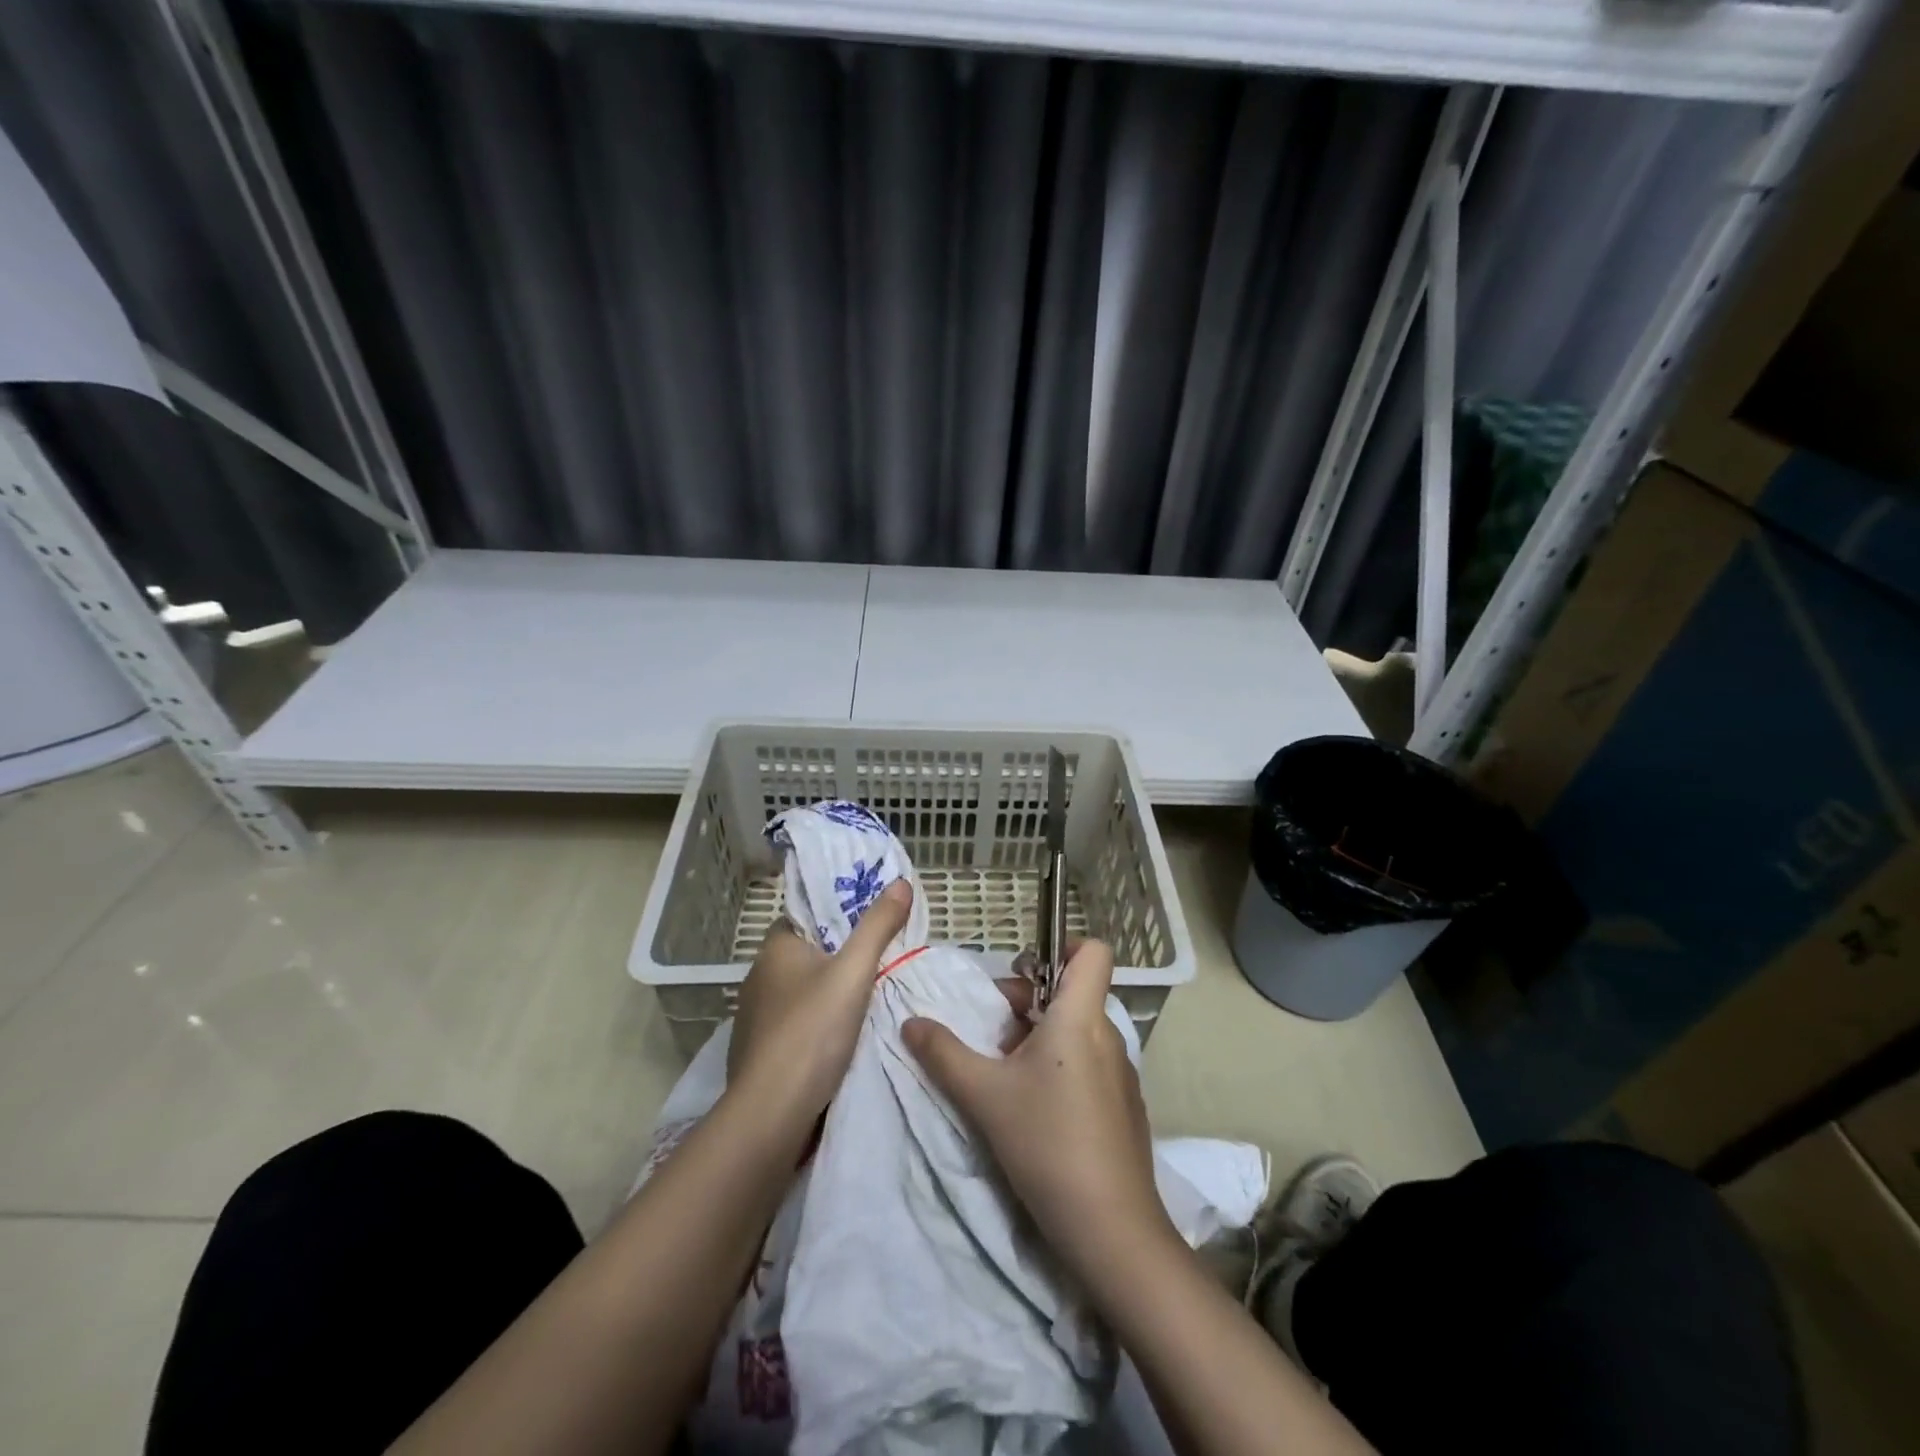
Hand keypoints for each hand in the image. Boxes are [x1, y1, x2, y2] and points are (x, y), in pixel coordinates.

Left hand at [726, 879, 912, 1137]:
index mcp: (775, 948)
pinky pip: (795, 1026)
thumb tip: (900, 882)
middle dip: (839, 958)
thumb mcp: (854, 972)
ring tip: (869, 999)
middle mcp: (759, 977)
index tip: (870, 924)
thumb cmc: (812, 1030)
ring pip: (801, 993)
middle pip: (807, 955)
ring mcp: (755, 1018)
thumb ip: (878, 926)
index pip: (807, 917)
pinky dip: (816, 1027)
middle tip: (881, 960)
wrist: (772, 1113)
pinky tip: (842, 1039)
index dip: (837, 917)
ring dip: (828, 995)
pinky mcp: (759, 1053)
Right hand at [902, 940, 1175, 1285]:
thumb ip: (943, 1053)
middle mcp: (1107, 1035)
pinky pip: (1090, 1062)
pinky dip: (1061, 1066)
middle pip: (1073, 991)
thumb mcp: (983, 1095)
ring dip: (1041, 1036)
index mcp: (1080, 1017)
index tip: (1024, 972)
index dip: (1062, 948)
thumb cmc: (1046, 1143)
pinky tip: (1036, 1108)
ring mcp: (1121, 1073)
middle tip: (994, 1033)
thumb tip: (911, 1022)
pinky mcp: (1124, 1106)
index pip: (1092, 952)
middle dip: (1030, 1000)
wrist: (1111, 1228)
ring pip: (1078, 1030)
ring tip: (1006, 1073)